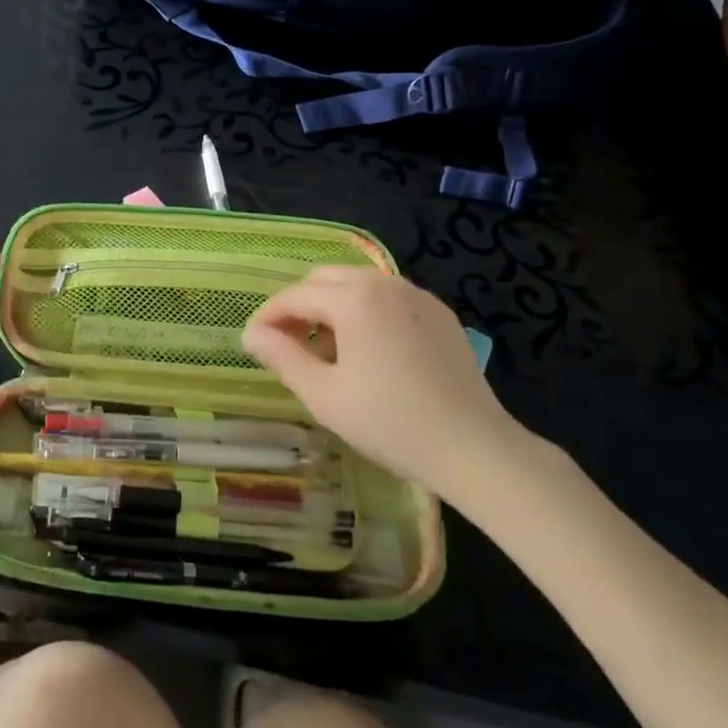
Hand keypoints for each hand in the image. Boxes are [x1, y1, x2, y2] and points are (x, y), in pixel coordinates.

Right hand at [242, 267, 534, 505]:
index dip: (268, 317)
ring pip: (358, 285)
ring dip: (331, 307)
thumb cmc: (390, 422)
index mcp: (354, 298)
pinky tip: (367, 352)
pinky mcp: (440, 314)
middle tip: (287, 344)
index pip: (295, 295)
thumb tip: (252, 334)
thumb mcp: (324, 395)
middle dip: (299, 305)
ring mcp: (417, 295)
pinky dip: (365, 312)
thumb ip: (282, 357)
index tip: (253, 343)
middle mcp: (385, 283)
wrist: (474, 448)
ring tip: (326, 351)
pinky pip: (388, 299)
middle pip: (325, 279)